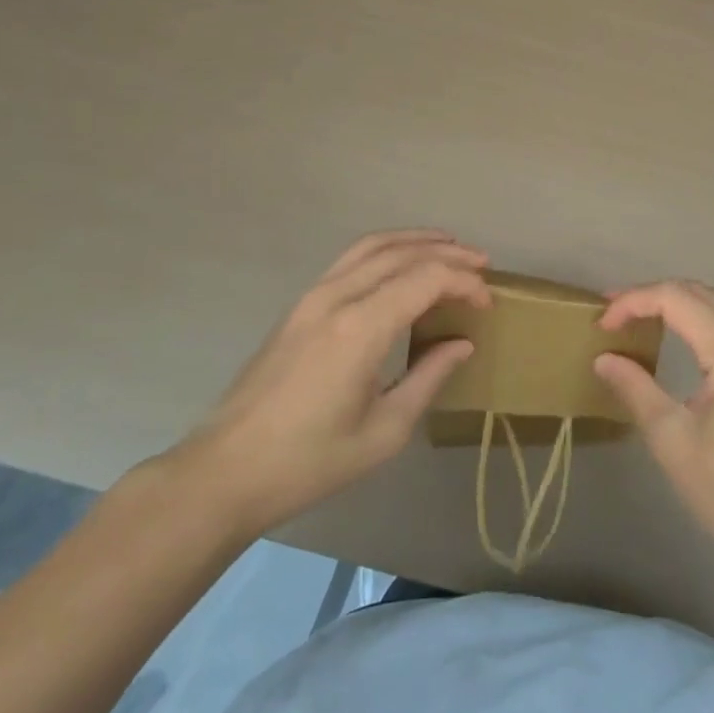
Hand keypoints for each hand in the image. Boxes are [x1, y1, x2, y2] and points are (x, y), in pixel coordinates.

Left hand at [173, 230, 490, 536]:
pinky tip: (401, 263)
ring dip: (416, 241)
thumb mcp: (384, 432)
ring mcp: (313, 296)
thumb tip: (462, 344)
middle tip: (482, 264)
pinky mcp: (300, 305)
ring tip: (449, 246)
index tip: (488, 303)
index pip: (426, 279)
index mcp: (361, 328)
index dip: (464, 283)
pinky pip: (352, 258)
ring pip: (373, 245)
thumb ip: (428, 378)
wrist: (225, 472)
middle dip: (448, 252)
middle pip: (403, 253)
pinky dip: (386, 249)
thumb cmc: (308, 462)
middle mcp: (338, 297)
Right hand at [594, 280, 713, 569]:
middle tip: (611, 313)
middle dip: (651, 294)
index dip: (633, 301)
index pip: (676, 298)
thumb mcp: (672, 439)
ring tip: (634, 319)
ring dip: (674, 303)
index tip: (600, 325)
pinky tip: (672, 338)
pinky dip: (694, 320)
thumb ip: (635, 389)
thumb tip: (604, 357)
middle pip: (698, 293)